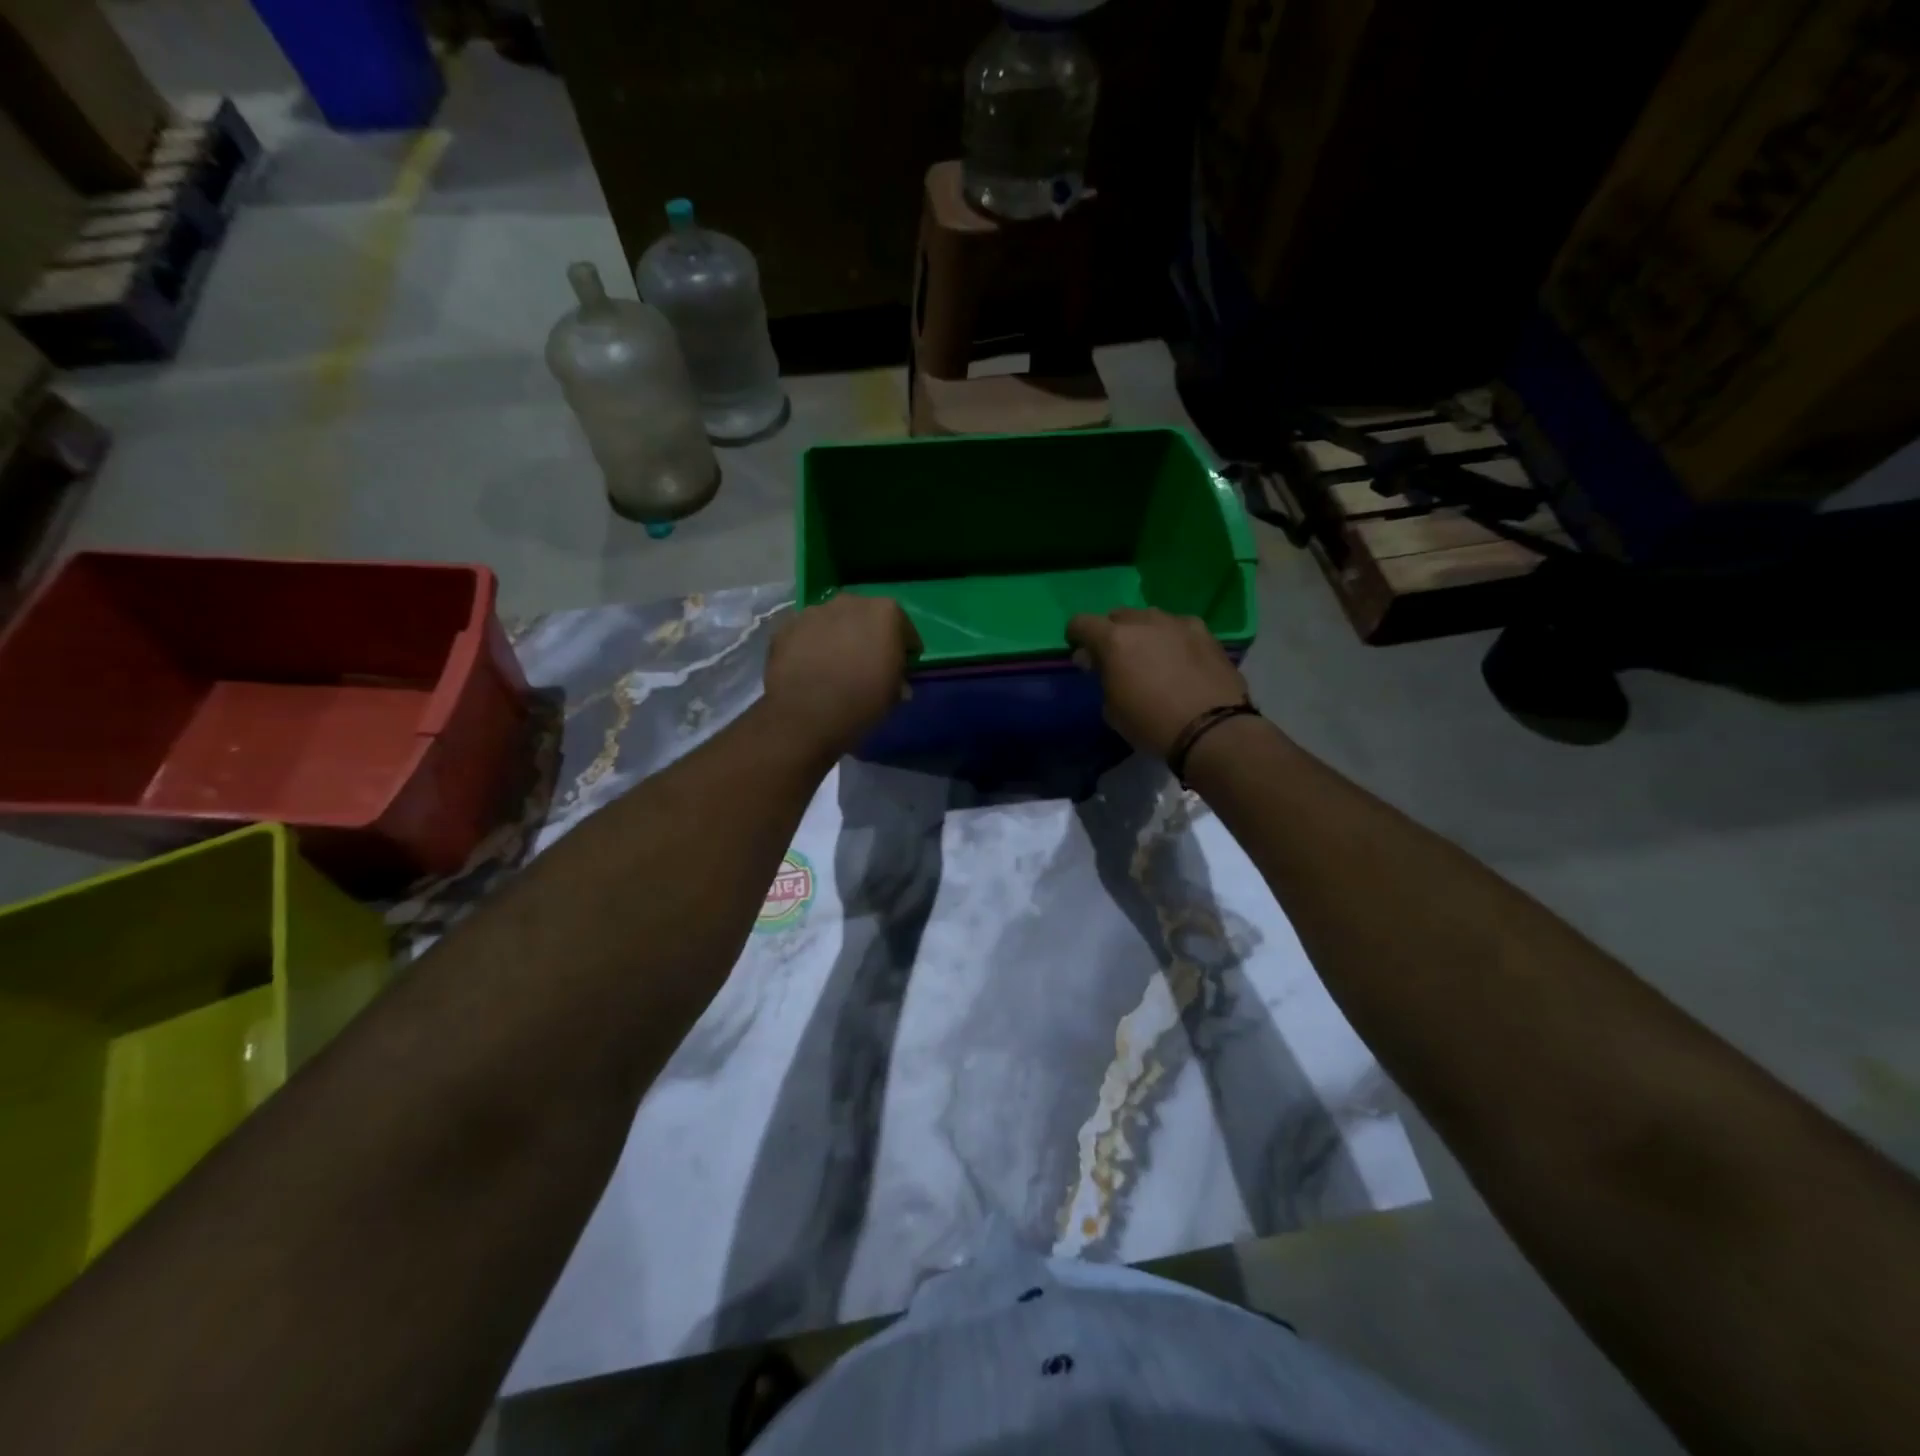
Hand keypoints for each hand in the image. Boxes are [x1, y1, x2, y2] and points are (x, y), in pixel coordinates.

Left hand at [765, 594, 920, 756]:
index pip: (904, 628)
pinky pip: (806, 634)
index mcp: (885, 612)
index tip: (902, 665)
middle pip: (865, 617)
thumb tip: (896, 681)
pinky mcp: (786, 627)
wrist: (806, 714)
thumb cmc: (862, 701)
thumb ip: (898, 677)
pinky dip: (810, 646)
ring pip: (832, 621)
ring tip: (834, 665)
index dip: (905, 648)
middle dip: (868, 635)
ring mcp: (814, 611)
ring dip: (837, 637)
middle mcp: (850, 601)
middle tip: (867, 662)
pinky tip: (810, 668)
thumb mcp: (895, 694)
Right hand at [1066, 607, 1248, 758]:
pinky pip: (1178, 628)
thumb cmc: (1151, 724)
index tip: (1082, 656)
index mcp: (1114, 639)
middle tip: (1117, 660)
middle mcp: (1145, 621)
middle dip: (1112, 634)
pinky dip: (1172, 639)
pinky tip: (1180, 662)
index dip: (1076, 637)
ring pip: (1150, 619)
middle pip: (1117, 616)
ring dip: (1143, 633)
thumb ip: (1102, 677)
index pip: (1081, 622)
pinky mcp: (1206, 633)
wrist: (1212, 729)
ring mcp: (1178, 623)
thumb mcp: (1112, 710)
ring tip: (1151, 659)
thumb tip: (1099, 663)